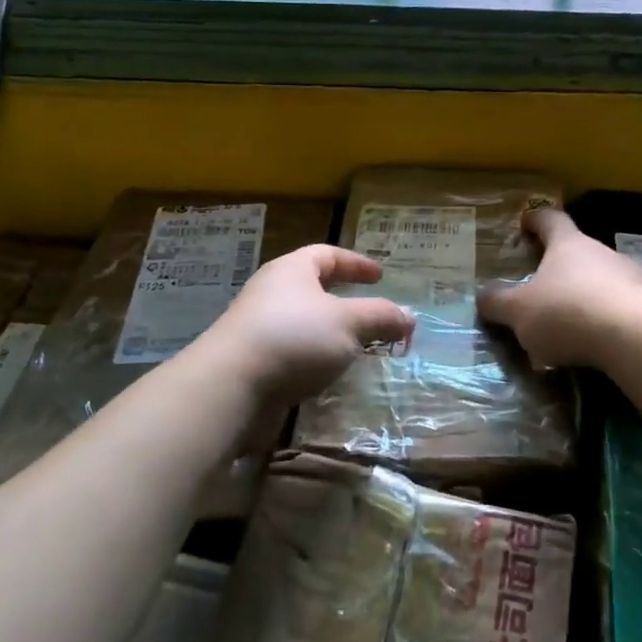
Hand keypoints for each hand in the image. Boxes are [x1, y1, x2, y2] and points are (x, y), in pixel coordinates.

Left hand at [196, 244, 414, 405]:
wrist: (231, 387)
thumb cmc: (294, 338)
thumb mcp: (348, 323)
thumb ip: (381, 317)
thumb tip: (410, 316)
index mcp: (292, 270)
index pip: (327, 254)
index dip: (356, 263)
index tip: (380, 276)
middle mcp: (272, 292)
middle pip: (313, 288)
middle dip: (344, 300)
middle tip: (371, 313)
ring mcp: (259, 328)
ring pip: (303, 323)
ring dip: (330, 334)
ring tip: (357, 349)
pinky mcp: (253, 363)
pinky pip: (292, 353)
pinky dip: (314, 360)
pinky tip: (330, 376)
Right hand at [477, 208, 641, 370]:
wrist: (636, 339)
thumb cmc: (568, 312)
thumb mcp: (519, 312)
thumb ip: (498, 303)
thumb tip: (482, 296)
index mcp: (568, 244)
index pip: (550, 219)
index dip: (535, 220)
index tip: (525, 224)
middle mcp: (602, 252)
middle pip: (579, 250)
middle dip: (561, 266)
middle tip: (543, 286)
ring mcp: (632, 277)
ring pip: (603, 279)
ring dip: (587, 294)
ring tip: (570, 323)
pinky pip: (623, 307)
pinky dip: (608, 318)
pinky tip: (598, 343)